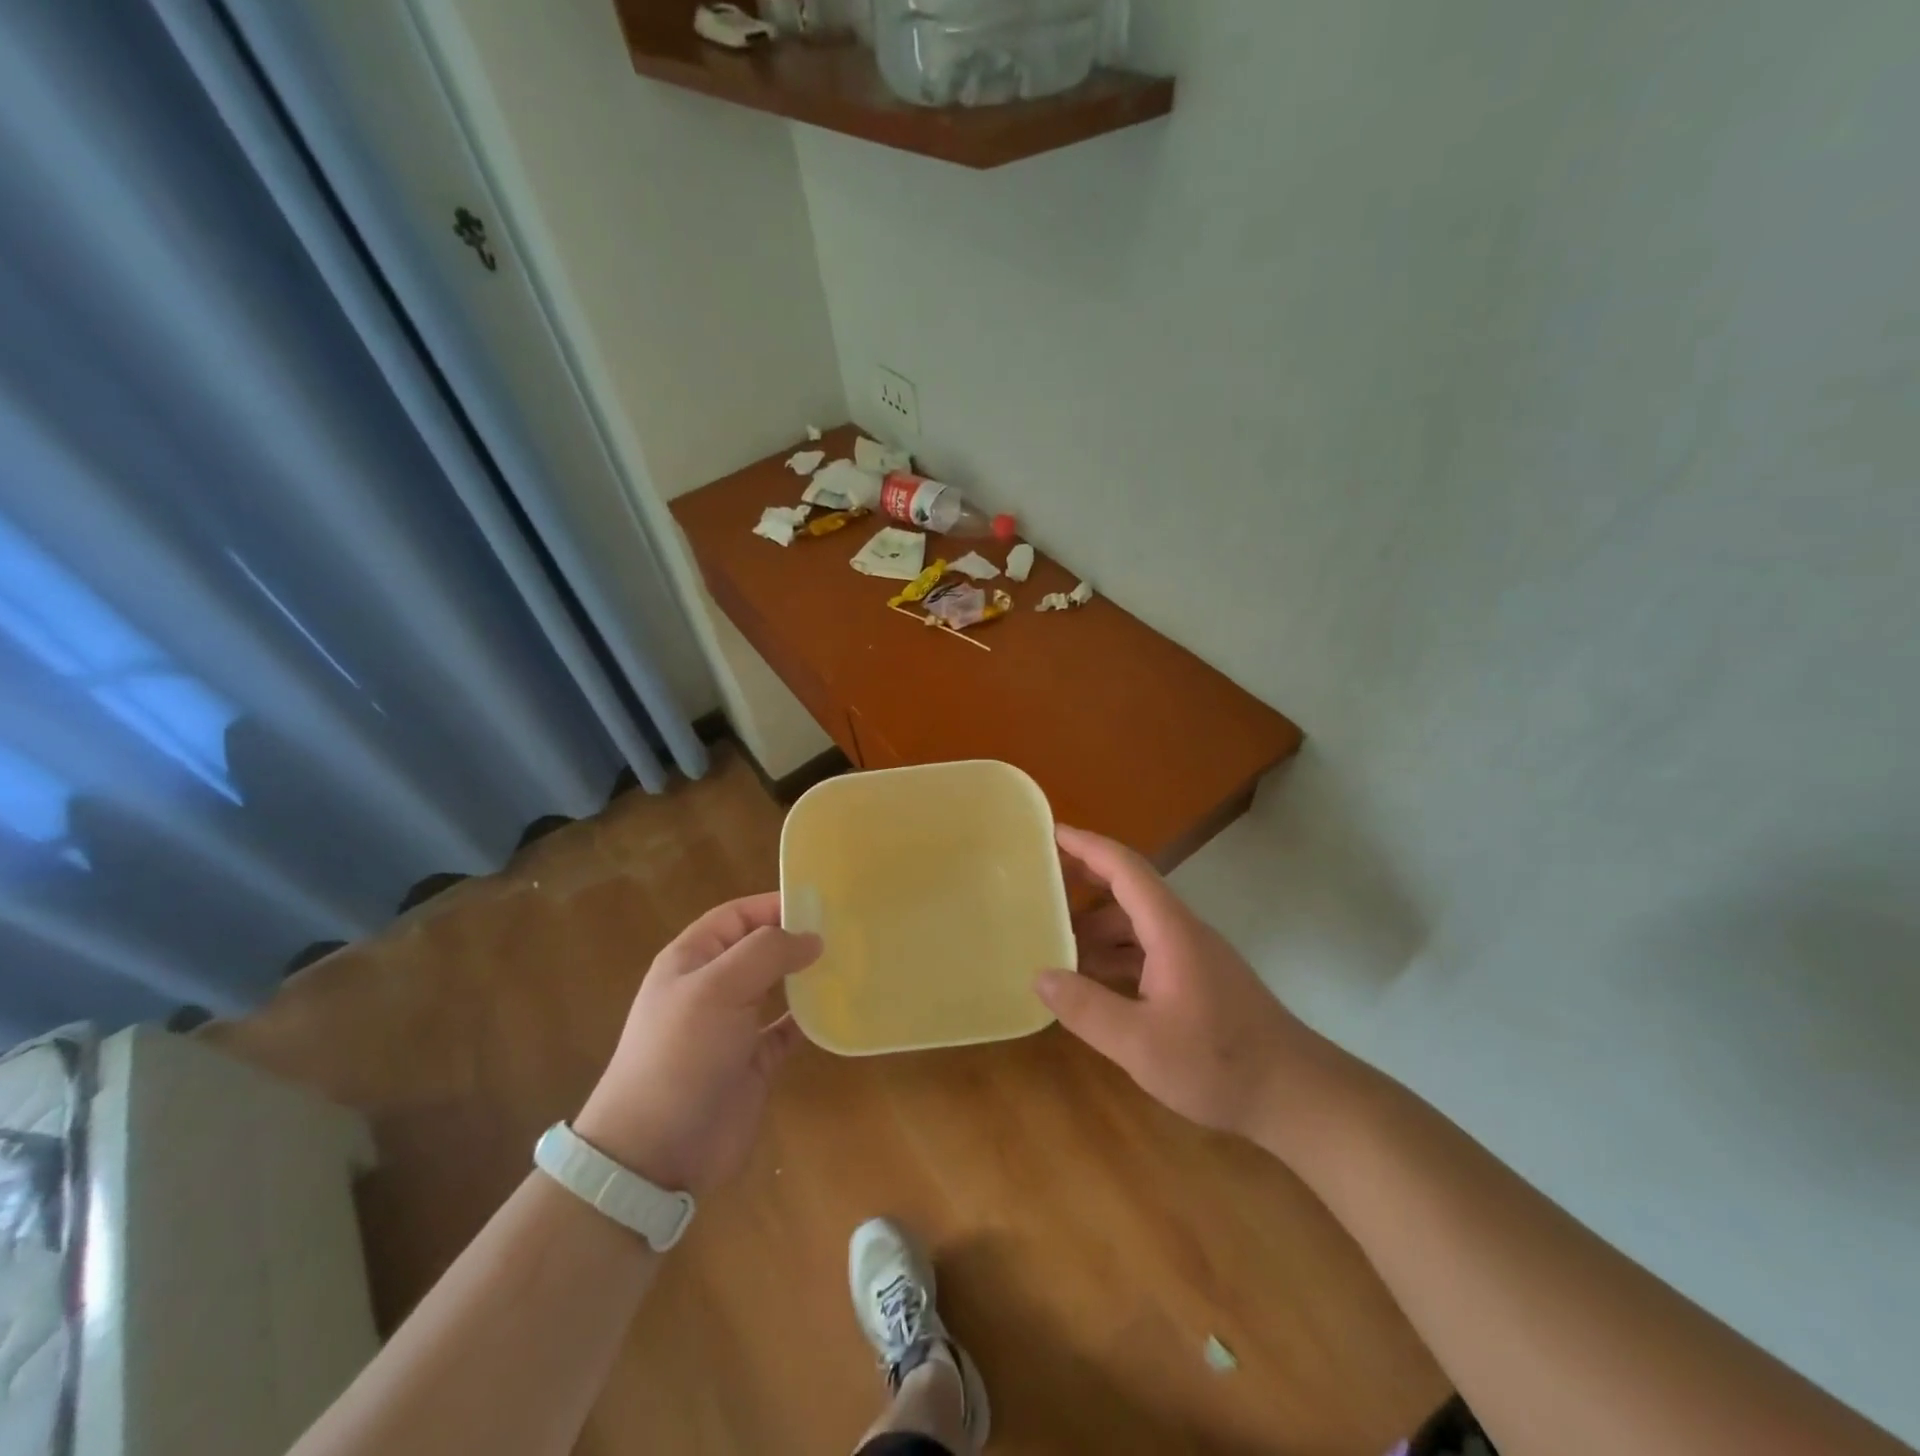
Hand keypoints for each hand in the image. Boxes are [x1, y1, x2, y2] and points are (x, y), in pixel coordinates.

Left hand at [575, 894, 819, 1195]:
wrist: (656, 1152)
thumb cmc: (681, 1054)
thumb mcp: (718, 988)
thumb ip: (767, 952)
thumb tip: (812, 937)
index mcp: (693, 959)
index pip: (738, 915)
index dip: (775, 904)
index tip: (822, 903)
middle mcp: (713, 987)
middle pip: (761, 949)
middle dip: (797, 939)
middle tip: (847, 931)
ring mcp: (734, 1026)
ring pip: (778, 987)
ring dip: (808, 977)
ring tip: (851, 963)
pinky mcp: (754, 1062)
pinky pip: (789, 1029)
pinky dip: (811, 1019)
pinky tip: (838, 1009)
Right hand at [1036, 827, 1318, 1140]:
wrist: (1297, 1096)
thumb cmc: (1219, 1063)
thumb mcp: (1141, 1044)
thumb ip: (1087, 1009)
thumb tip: (1039, 976)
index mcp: (1170, 930)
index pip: (1125, 869)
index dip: (1086, 846)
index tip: (1050, 832)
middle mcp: (1182, 932)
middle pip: (1129, 889)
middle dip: (1084, 879)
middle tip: (1038, 880)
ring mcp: (1193, 956)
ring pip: (1136, 924)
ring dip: (1096, 926)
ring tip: (1053, 940)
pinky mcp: (1198, 981)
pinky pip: (1146, 951)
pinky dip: (1114, 954)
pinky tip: (1092, 981)